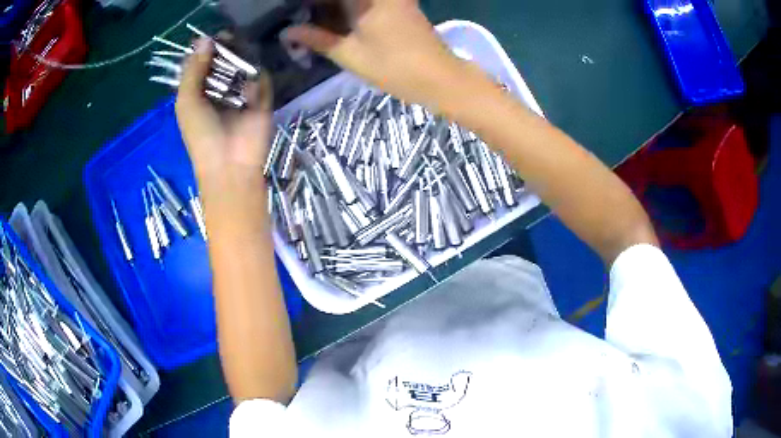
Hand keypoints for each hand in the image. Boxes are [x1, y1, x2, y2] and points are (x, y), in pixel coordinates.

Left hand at [175, 38, 272, 181]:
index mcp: (199, 90)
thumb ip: (193, 70)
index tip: (212, 38)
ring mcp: (242, 92)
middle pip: (224, 59)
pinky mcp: (262, 97)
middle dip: (226, 49)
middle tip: (228, 40)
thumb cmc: (201, 134)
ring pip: (244, 64)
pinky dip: (256, 78)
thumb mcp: (187, 101)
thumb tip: (205, 38)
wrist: (230, 164)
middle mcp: (219, 88)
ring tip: (237, 59)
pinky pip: (261, 78)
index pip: (203, 61)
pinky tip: (248, 88)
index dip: (206, 48)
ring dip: (242, 59)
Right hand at [284, 0, 466, 112]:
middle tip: (301, 20)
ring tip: (313, 22)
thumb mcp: (349, 55)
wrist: (440, 77)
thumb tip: (287, 32)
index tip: (292, 11)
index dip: (309, 5)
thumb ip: (317, 39)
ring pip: (354, 1)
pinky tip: (337, 21)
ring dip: (333, 9)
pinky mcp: (399, 5)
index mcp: (366, 0)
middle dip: (319, 7)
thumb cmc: (394, 67)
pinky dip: (350, 9)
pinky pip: (367, 2)